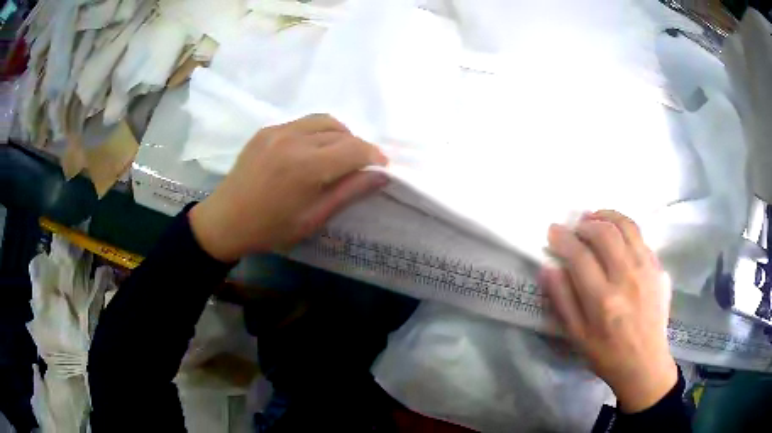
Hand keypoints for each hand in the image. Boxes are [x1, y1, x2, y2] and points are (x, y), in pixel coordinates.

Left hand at [189, 114, 388, 261]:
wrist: (226, 220)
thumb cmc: (270, 228)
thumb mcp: (314, 218)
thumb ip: (349, 192)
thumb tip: (381, 175)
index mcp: (306, 166)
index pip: (354, 149)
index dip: (373, 156)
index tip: (382, 167)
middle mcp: (294, 139)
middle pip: (341, 132)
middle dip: (358, 147)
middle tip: (360, 166)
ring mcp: (277, 130)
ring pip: (324, 121)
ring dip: (340, 135)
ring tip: (339, 154)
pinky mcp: (266, 129)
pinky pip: (303, 122)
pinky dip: (317, 132)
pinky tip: (312, 150)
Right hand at [541, 210, 676, 412]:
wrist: (645, 364)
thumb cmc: (607, 354)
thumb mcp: (576, 336)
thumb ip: (562, 300)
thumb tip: (549, 268)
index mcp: (603, 300)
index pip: (579, 256)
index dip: (563, 238)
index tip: (553, 231)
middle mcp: (627, 278)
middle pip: (605, 233)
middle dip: (585, 224)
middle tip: (576, 227)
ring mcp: (647, 270)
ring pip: (626, 226)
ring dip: (607, 216)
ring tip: (596, 219)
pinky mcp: (659, 269)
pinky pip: (641, 237)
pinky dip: (625, 229)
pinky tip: (617, 236)